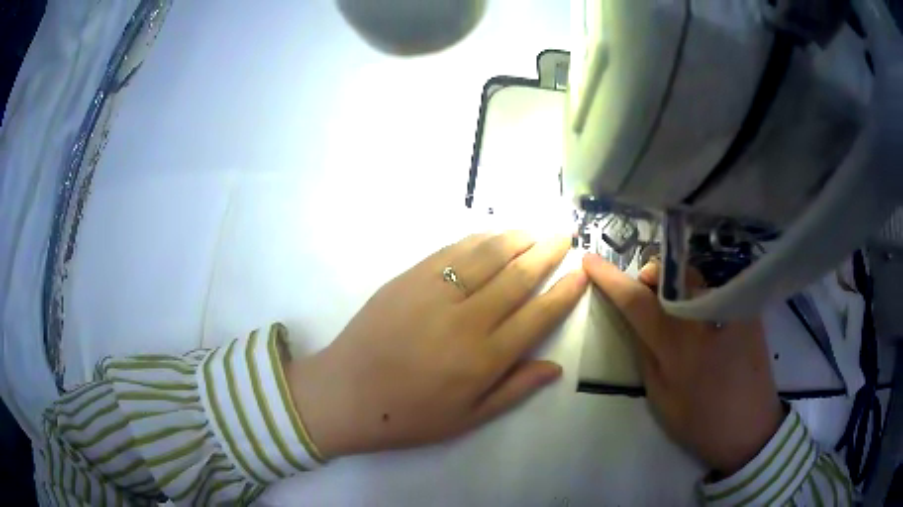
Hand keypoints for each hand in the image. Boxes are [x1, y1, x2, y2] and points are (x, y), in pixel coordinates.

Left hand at [288, 232, 586, 458]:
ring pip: (487, 255)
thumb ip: (514, 390)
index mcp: (484, 358)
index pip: (538, 315)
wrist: (345, 394)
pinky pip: (451, 251)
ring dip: (516, 239)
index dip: (564, 292)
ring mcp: (434, 293)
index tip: (581, 272)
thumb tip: (555, 368)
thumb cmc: (408, 416)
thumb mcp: (467, 418)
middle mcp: (466, 319)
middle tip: (565, 236)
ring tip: (535, 230)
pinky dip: (478, 239)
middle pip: (517, 277)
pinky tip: (492, 235)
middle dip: (547, 254)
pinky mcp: (408, 278)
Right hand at [583, 254, 784, 475]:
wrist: (750, 427)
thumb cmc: (700, 421)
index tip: (589, 260)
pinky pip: (714, 285)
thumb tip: (635, 320)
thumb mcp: (660, 397)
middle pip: (669, 274)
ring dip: (675, 282)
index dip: (610, 278)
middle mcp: (704, 317)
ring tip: (677, 308)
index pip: (636, 301)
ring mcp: (730, 308)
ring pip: (692, 275)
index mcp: (676, 346)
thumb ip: (646, 353)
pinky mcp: (747, 308)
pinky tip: (703, 315)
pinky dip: (698, 291)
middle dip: (650, 278)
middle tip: (647, 299)